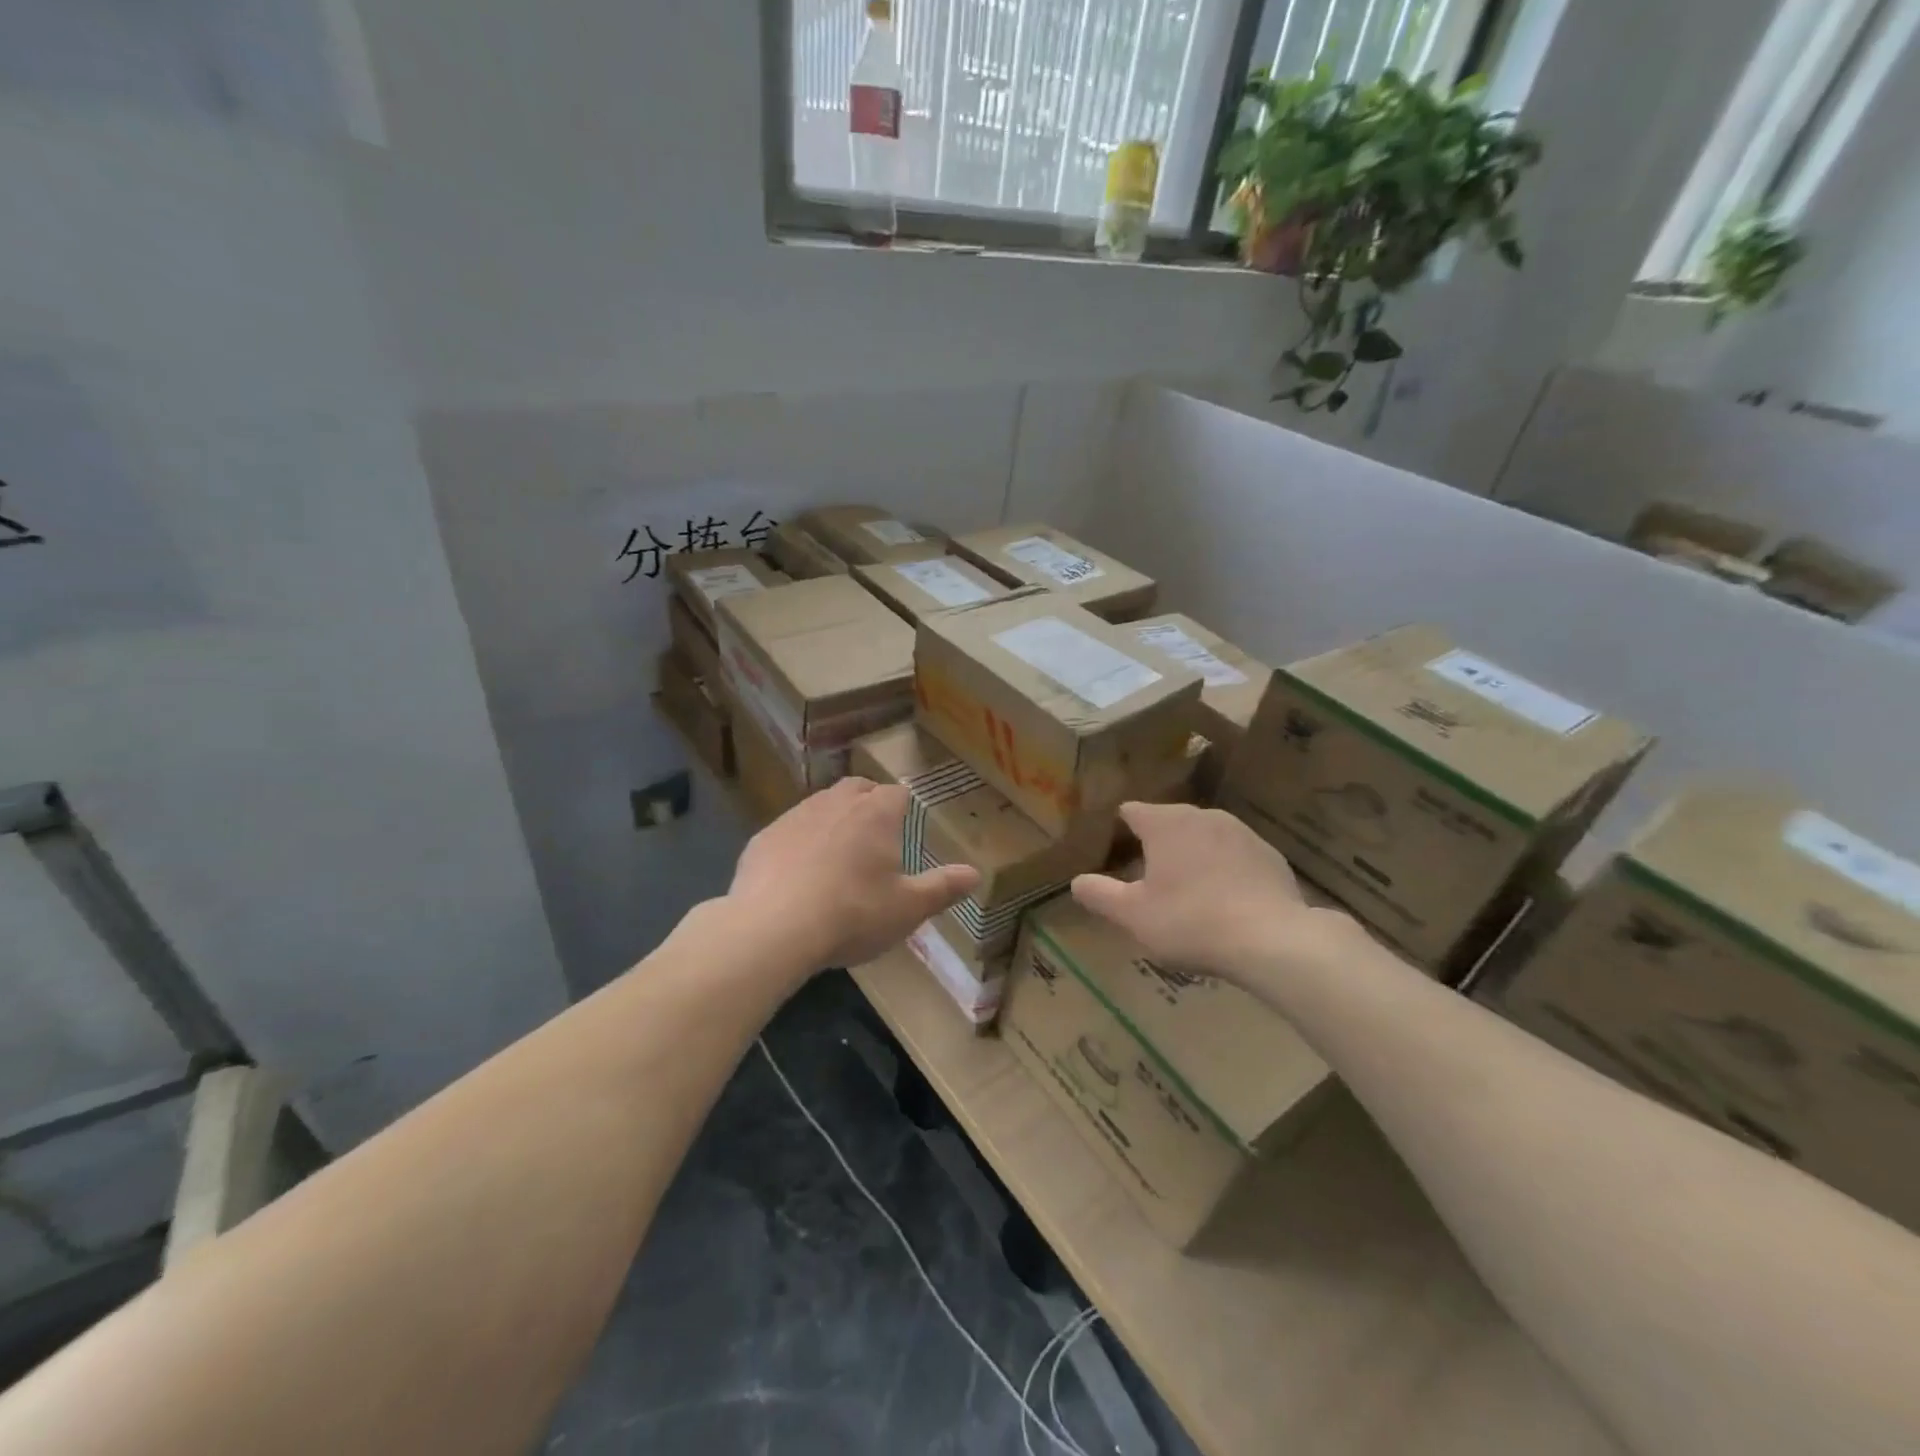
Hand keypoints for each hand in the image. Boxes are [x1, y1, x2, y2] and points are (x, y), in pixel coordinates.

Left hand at [729, 777, 980, 970]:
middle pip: (857, 788)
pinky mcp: (762, 837)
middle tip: (875, 837)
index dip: (905, 807)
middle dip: (869, 803)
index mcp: (876, 812)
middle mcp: (835, 802)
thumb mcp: (908, 908)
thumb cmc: (853, 913)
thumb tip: (975, 874)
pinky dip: (798, 844)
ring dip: (832, 820)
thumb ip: (943, 888)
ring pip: (820, 805)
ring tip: (837, 856)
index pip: (898, 793)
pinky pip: (789, 831)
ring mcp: (795, 816)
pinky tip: (797, 876)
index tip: (907, 828)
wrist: (773, 928)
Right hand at [1071, 802, 1351, 986]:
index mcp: (1165, 823)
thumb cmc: (1191, 921)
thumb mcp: (1133, 915)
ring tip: (1187, 890)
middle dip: (1157, 843)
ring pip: (1204, 836)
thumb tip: (1076, 881)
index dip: (1119, 828)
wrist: (1272, 939)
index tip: (1113, 850)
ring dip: (1192, 855)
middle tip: (1147, 877)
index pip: (1131, 811)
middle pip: (1169, 822)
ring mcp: (1241, 832)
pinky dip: (1225, 869)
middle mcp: (1202, 816)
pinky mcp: (1270, 854)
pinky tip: (1226, 900)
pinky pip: (1235, 855)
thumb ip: (1100, 895)